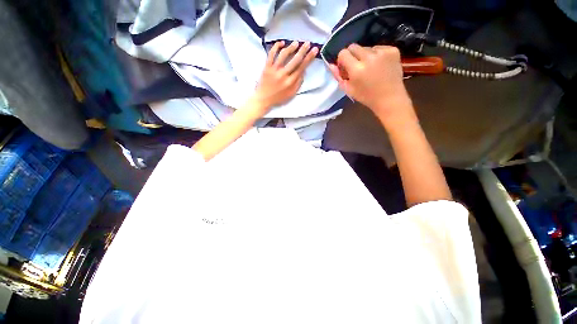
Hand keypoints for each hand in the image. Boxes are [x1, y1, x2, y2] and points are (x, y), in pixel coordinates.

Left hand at [252, 41, 317, 111]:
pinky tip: (281, 43)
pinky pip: (271, 54)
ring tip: (296, 43)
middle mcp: (283, 75)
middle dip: (303, 50)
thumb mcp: (291, 94)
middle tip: (308, 43)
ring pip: (284, 55)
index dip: (309, 58)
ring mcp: (274, 70)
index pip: (301, 68)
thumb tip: (303, 72)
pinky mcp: (267, 67)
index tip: (315, 50)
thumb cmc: (278, 98)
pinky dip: (276, 46)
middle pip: (295, 60)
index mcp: (290, 82)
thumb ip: (298, 84)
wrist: (264, 99)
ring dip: (291, 47)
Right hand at [329, 44, 415, 127]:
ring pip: (367, 47)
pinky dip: (376, 55)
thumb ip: (338, 77)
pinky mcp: (393, 50)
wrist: (389, 98)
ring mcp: (383, 52)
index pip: (343, 53)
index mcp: (357, 69)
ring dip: (365, 56)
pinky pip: (379, 47)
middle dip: (352, 55)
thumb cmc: (366, 96)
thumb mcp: (348, 90)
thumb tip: (331, 65)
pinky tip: (379, 65)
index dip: (342, 59)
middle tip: (357, 67)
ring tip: (370, 68)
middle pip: (354, 46)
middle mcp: (369, 57)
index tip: (345, 67)